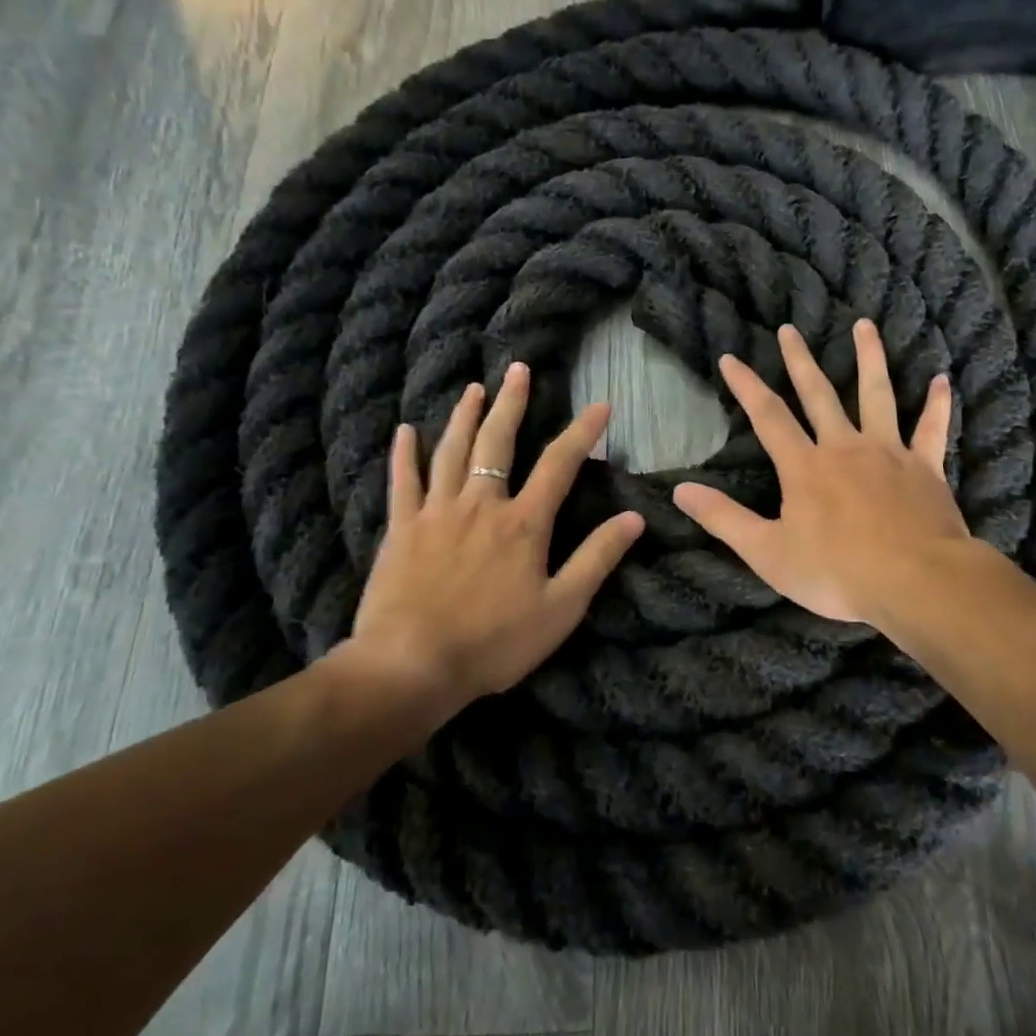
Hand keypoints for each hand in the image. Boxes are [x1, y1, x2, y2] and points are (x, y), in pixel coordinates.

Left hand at [340, 363, 644, 706]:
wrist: (412, 665)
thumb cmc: (494, 642)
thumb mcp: (562, 608)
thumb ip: (597, 559)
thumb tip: (634, 519)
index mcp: (523, 523)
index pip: (559, 464)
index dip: (582, 432)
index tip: (600, 405)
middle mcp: (481, 504)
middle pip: (497, 443)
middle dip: (512, 404)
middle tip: (519, 369)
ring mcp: (436, 512)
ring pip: (451, 452)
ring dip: (464, 416)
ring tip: (475, 389)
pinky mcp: (401, 529)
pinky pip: (403, 482)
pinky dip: (405, 454)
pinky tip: (405, 430)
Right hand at [673, 320, 967, 624]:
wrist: (915, 582)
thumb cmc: (837, 573)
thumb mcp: (768, 553)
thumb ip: (724, 519)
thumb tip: (679, 491)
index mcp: (805, 467)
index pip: (768, 417)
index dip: (747, 386)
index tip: (731, 358)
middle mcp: (845, 448)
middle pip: (819, 394)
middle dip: (800, 360)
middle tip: (790, 329)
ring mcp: (889, 453)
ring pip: (877, 395)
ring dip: (869, 358)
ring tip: (864, 325)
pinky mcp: (925, 468)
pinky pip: (932, 429)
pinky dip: (937, 404)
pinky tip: (942, 380)